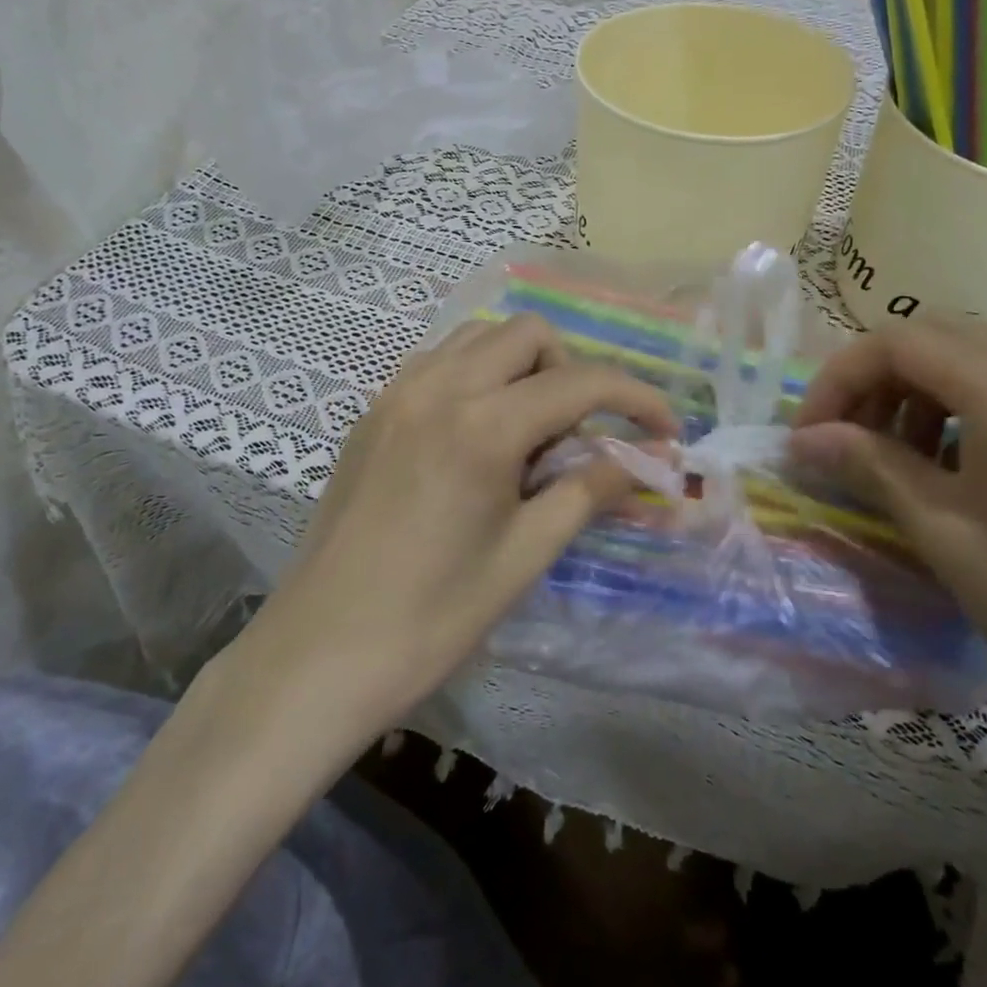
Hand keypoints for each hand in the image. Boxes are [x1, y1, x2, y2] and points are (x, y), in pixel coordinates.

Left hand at [246, 314, 677, 729]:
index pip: (580, 382)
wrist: (321, 653)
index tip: (665, 428)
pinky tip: (479, 434)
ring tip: (529, 432)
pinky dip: (477, 376)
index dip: (635, 397)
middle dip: (571, 371)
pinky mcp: (374, 412)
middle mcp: (438, 387)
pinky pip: (439, 362)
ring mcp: (397, 393)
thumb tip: (644, 460)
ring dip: (521, 367)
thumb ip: (589, 492)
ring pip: (479, 338)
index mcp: (482, 426)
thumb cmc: (433, 616)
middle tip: (578, 435)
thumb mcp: (525, 555)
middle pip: (528, 333)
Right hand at [790, 316, 986, 749]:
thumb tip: (801, 441)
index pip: (897, 342)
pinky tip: (949, 471)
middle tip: (844, 440)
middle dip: (873, 381)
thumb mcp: (940, 527)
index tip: (809, 434)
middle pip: (932, 339)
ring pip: (969, 361)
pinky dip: (958, 411)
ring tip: (893, 461)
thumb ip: (866, 465)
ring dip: (914, 396)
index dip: (839, 379)